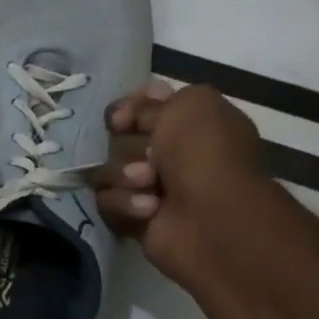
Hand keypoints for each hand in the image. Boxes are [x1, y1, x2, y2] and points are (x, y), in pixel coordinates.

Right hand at [95, 80, 262, 277]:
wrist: (212, 217)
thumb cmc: (206, 154)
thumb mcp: (189, 105)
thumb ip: (152, 102)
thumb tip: (123, 118)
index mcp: (192, 125)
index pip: (143, 107)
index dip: (130, 108)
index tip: (125, 117)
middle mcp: (171, 155)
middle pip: (119, 139)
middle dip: (129, 146)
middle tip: (151, 156)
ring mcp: (150, 188)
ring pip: (108, 169)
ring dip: (125, 175)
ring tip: (150, 184)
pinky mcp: (134, 217)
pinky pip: (106, 200)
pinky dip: (125, 202)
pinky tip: (149, 209)